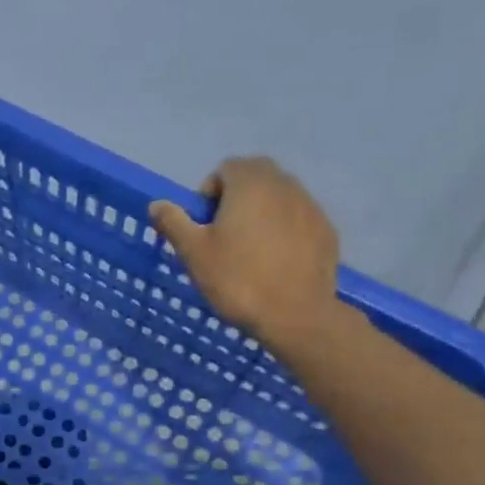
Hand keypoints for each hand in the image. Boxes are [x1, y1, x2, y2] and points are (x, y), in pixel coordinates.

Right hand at [148, 157, 340, 351]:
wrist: (296, 316)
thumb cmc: (237, 279)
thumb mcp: (193, 252)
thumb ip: (173, 221)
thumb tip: (157, 204)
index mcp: (251, 184)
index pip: (226, 168)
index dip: (209, 193)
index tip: (204, 224)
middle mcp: (285, 186)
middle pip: (256, 177)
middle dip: (237, 197)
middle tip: (224, 234)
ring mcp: (311, 207)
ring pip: (279, 197)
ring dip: (261, 212)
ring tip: (250, 250)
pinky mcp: (327, 231)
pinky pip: (298, 218)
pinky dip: (284, 229)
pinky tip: (275, 261)